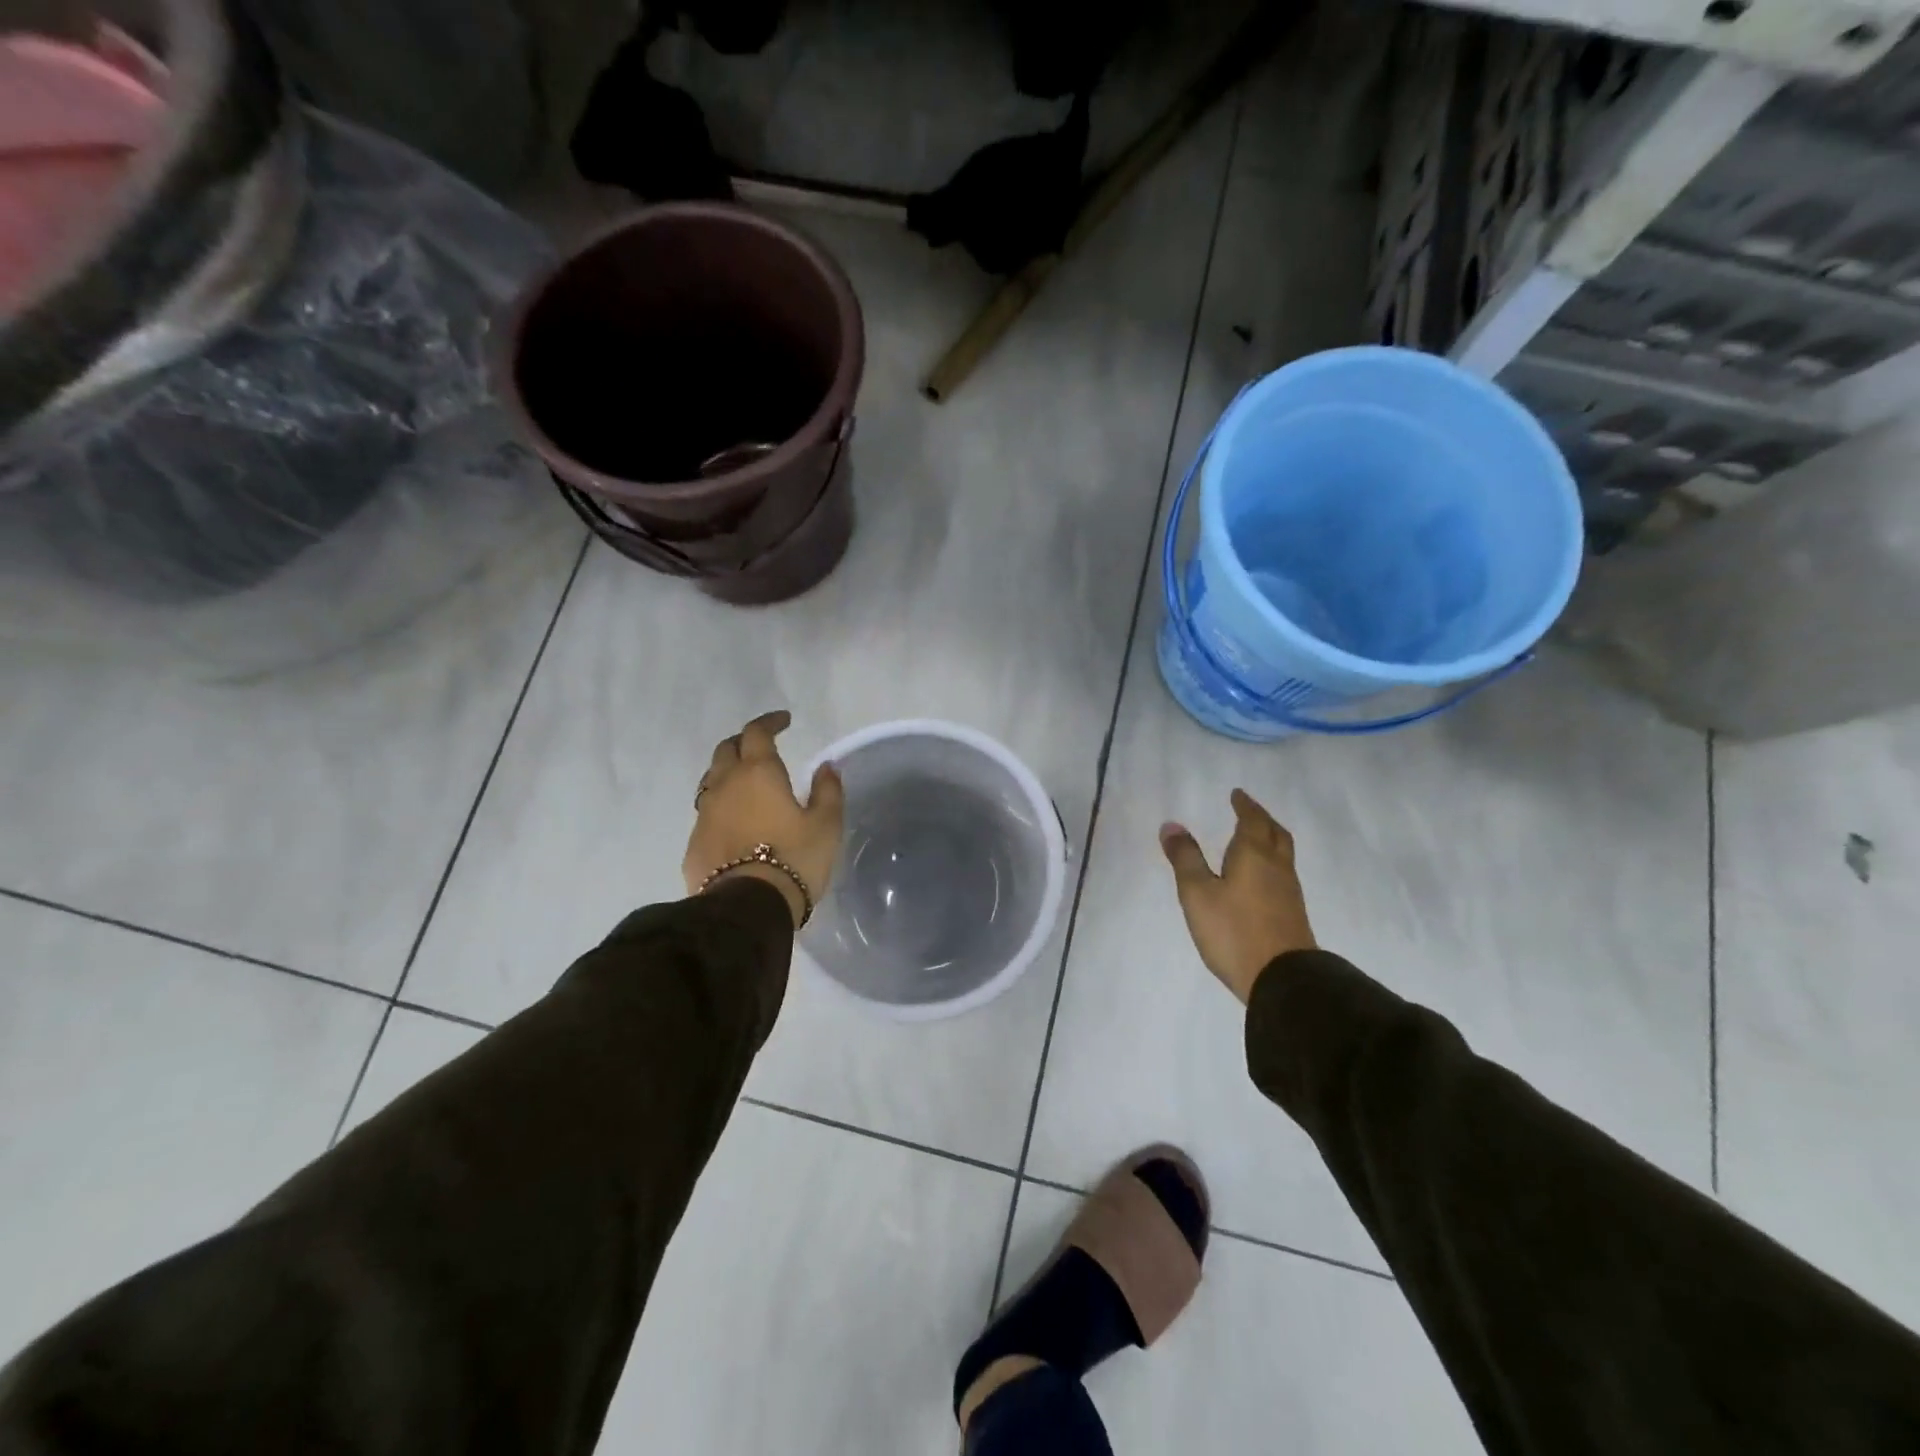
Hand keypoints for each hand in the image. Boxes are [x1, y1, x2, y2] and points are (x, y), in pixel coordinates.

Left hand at [684, 711, 844, 928]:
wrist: (747, 908)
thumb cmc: (794, 859)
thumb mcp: (826, 825)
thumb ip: (827, 791)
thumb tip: (827, 767)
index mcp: (758, 772)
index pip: (757, 732)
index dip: (770, 722)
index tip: (785, 721)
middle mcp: (725, 785)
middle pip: (727, 749)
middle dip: (744, 742)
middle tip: (763, 748)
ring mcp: (704, 814)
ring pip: (712, 779)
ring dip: (729, 773)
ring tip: (747, 783)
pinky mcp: (694, 843)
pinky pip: (707, 813)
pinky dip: (722, 807)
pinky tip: (736, 822)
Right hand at [1159, 789, 1315, 1003]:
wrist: (1283, 979)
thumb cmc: (1234, 930)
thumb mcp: (1198, 893)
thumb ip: (1185, 858)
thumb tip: (1172, 825)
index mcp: (1254, 855)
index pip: (1252, 820)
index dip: (1245, 806)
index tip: (1237, 795)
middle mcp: (1276, 867)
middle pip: (1275, 833)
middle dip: (1262, 819)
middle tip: (1249, 811)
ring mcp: (1289, 892)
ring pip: (1282, 854)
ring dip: (1269, 840)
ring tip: (1254, 839)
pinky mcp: (1292, 913)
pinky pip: (1282, 874)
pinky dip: (1271, 863)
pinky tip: (1260, 876)